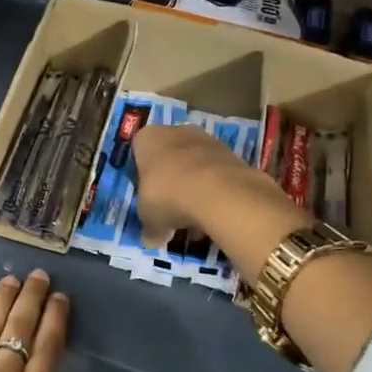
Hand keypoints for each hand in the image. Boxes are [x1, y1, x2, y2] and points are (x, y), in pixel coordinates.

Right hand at [131, 122, 281, 238]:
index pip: (139, 154)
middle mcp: (175, 132)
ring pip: (194, 167)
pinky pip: (216, 175)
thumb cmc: (167, 195)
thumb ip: (149, 227)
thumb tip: (151, 240)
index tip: (147, 199)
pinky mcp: (232, 154)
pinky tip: (213, 217)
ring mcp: (207, 140)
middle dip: (171, 183)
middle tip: (170, 211)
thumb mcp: (149, 217)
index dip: (143, 178)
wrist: (218, 192)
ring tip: (195, 222)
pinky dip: (214, 193)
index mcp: (148, 138)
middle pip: (169, 159)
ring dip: (194, 189)